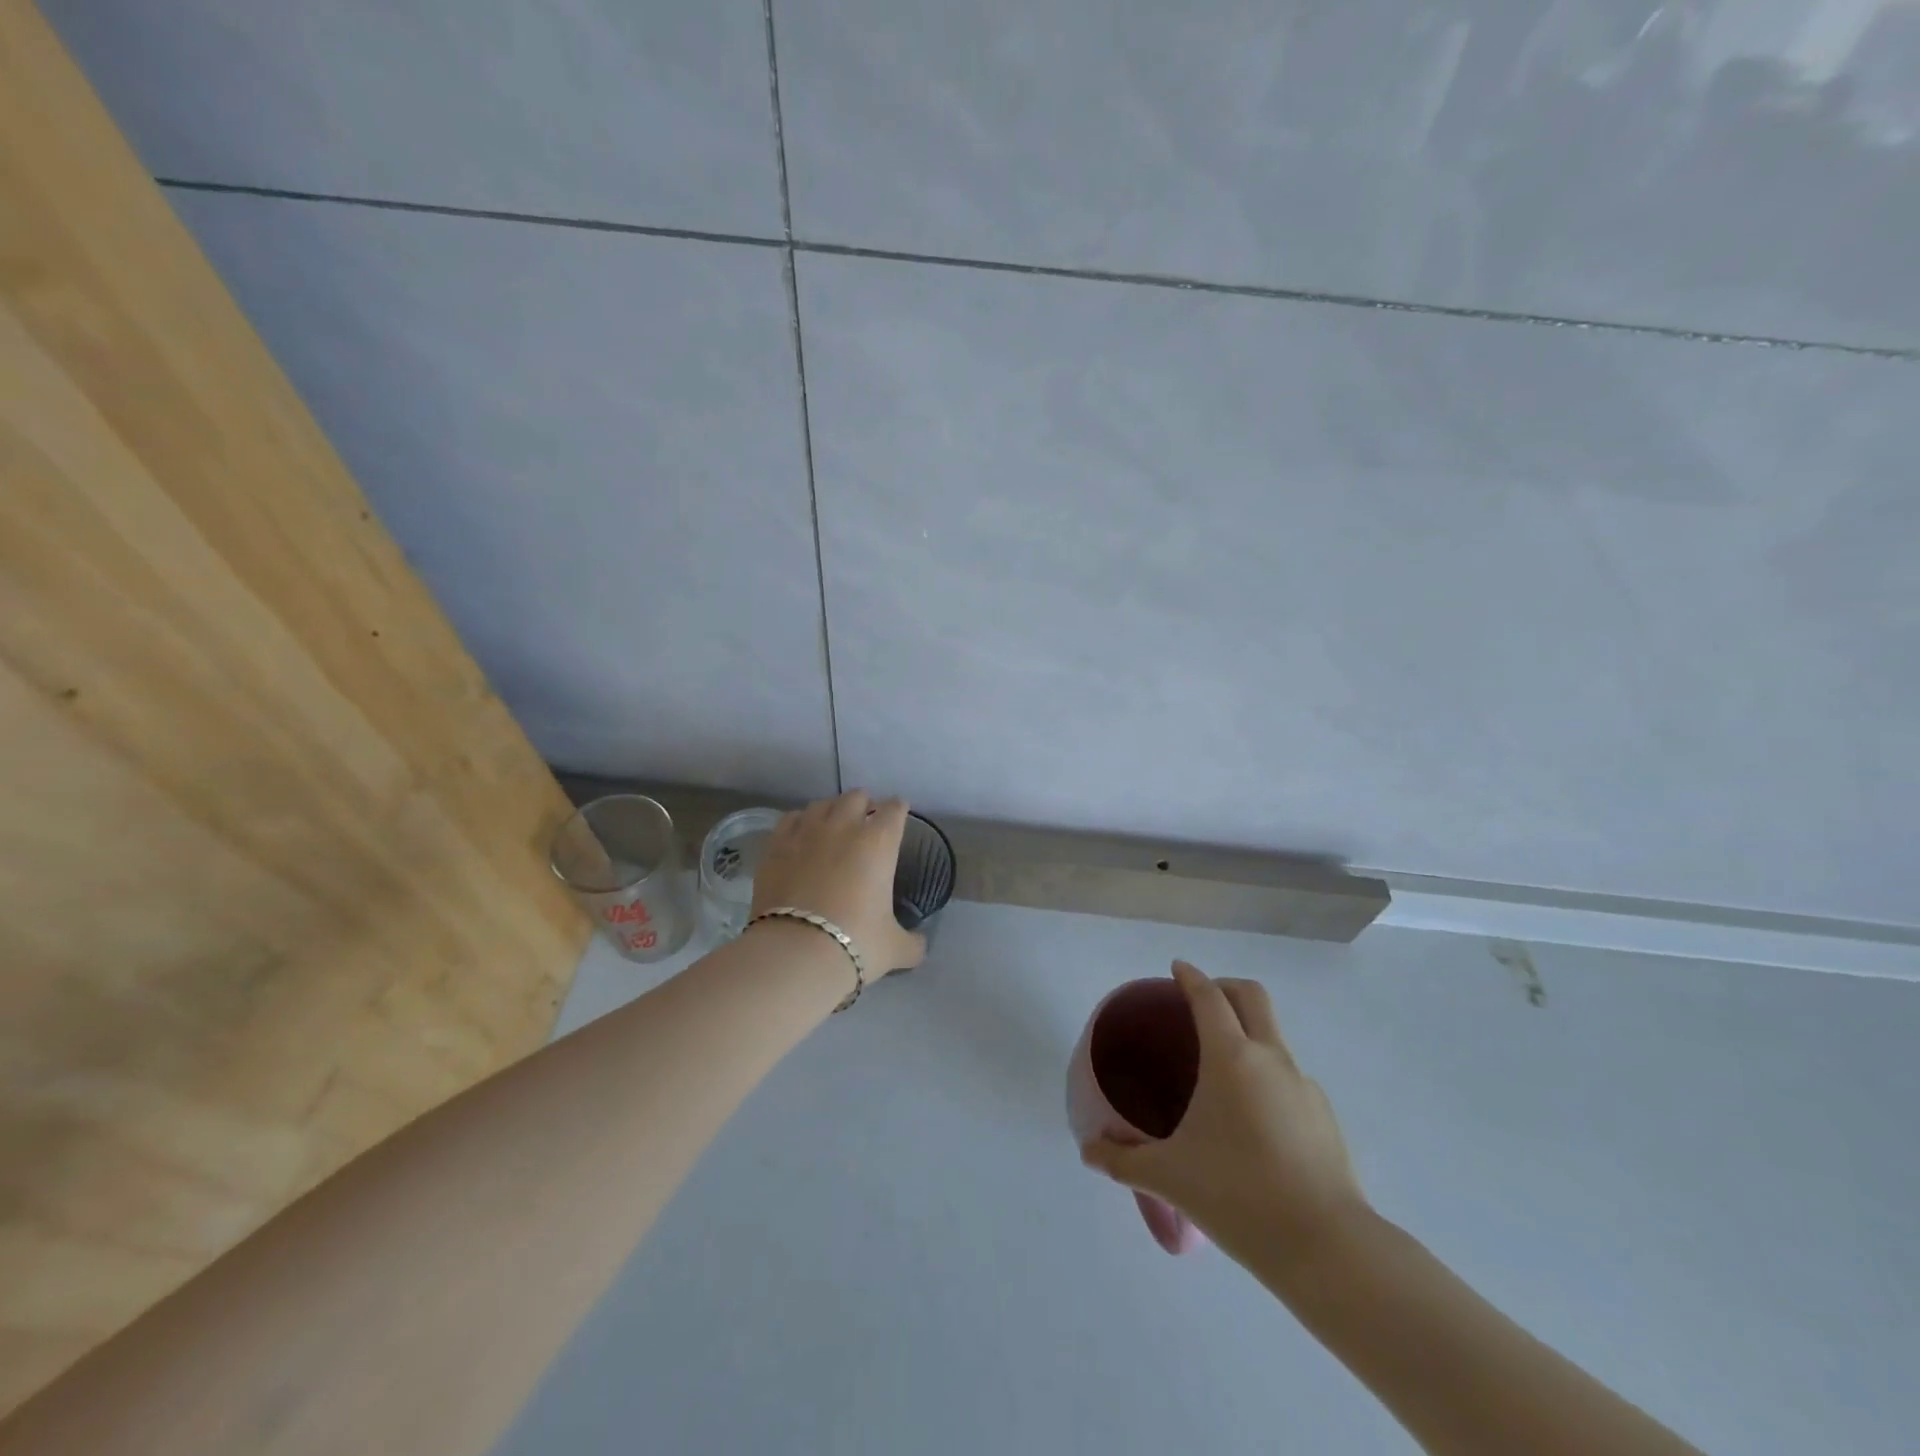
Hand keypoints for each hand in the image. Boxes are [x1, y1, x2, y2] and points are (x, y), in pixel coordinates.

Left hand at [749, 791, 926, 976]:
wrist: (796, 953)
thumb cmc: (856, 943)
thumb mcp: (895, 948)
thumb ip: (912, 942)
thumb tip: (919, 944)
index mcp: (879, 842)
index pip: (894, 809)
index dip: (898, 811)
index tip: (898, 817)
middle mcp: (844, 826)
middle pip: (857, 796)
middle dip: (864, 805)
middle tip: (866, 823)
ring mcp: (806, 832)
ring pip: (822, 804)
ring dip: (832, 810)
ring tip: (833, 826)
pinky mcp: (776, 846)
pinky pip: (791, 820)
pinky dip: (800, 823)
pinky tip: (801, 836)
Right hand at [1081, 961, 1368, 1266]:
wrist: (1327, 1247)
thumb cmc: (1237, 1195)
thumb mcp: (1169, 1177)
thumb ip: (1123, 1160)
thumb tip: (1088, 1152)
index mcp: (1231, 1057)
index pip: (1209, 997)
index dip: (1190, 977)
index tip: (1176, 969)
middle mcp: (1270, 1058)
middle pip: (1252, 996)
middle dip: (1225, 987)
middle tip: (1200, 1003)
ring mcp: (1304, 1085)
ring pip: (1273, 1036)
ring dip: (1247, 1033)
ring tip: (1221, 1071)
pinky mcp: (1324, 1116)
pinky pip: (1289, 1077)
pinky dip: (1266, 1075)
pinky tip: (1252, 1119)